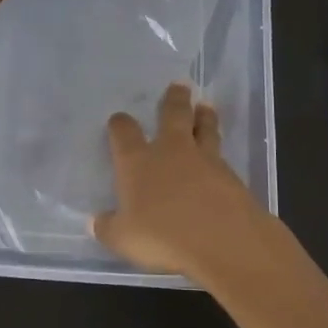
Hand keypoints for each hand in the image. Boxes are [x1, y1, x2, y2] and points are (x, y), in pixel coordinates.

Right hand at [94, 82, 273, 280]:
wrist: (223, 241)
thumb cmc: (163, 237)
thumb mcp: (123, 239)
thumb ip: (108, 228)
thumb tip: (95, 222)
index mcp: (138, 162)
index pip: (124, 133)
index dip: (120, 124)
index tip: (119, 120)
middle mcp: (171, 151)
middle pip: (173, 115)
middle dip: (174, 99)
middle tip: (179, 86)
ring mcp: (205, 160)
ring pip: (205, 128)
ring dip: (204, 116)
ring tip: (205, 107)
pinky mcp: (231, 176)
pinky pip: (222, 156)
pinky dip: (219, 152)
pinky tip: (219, 159)